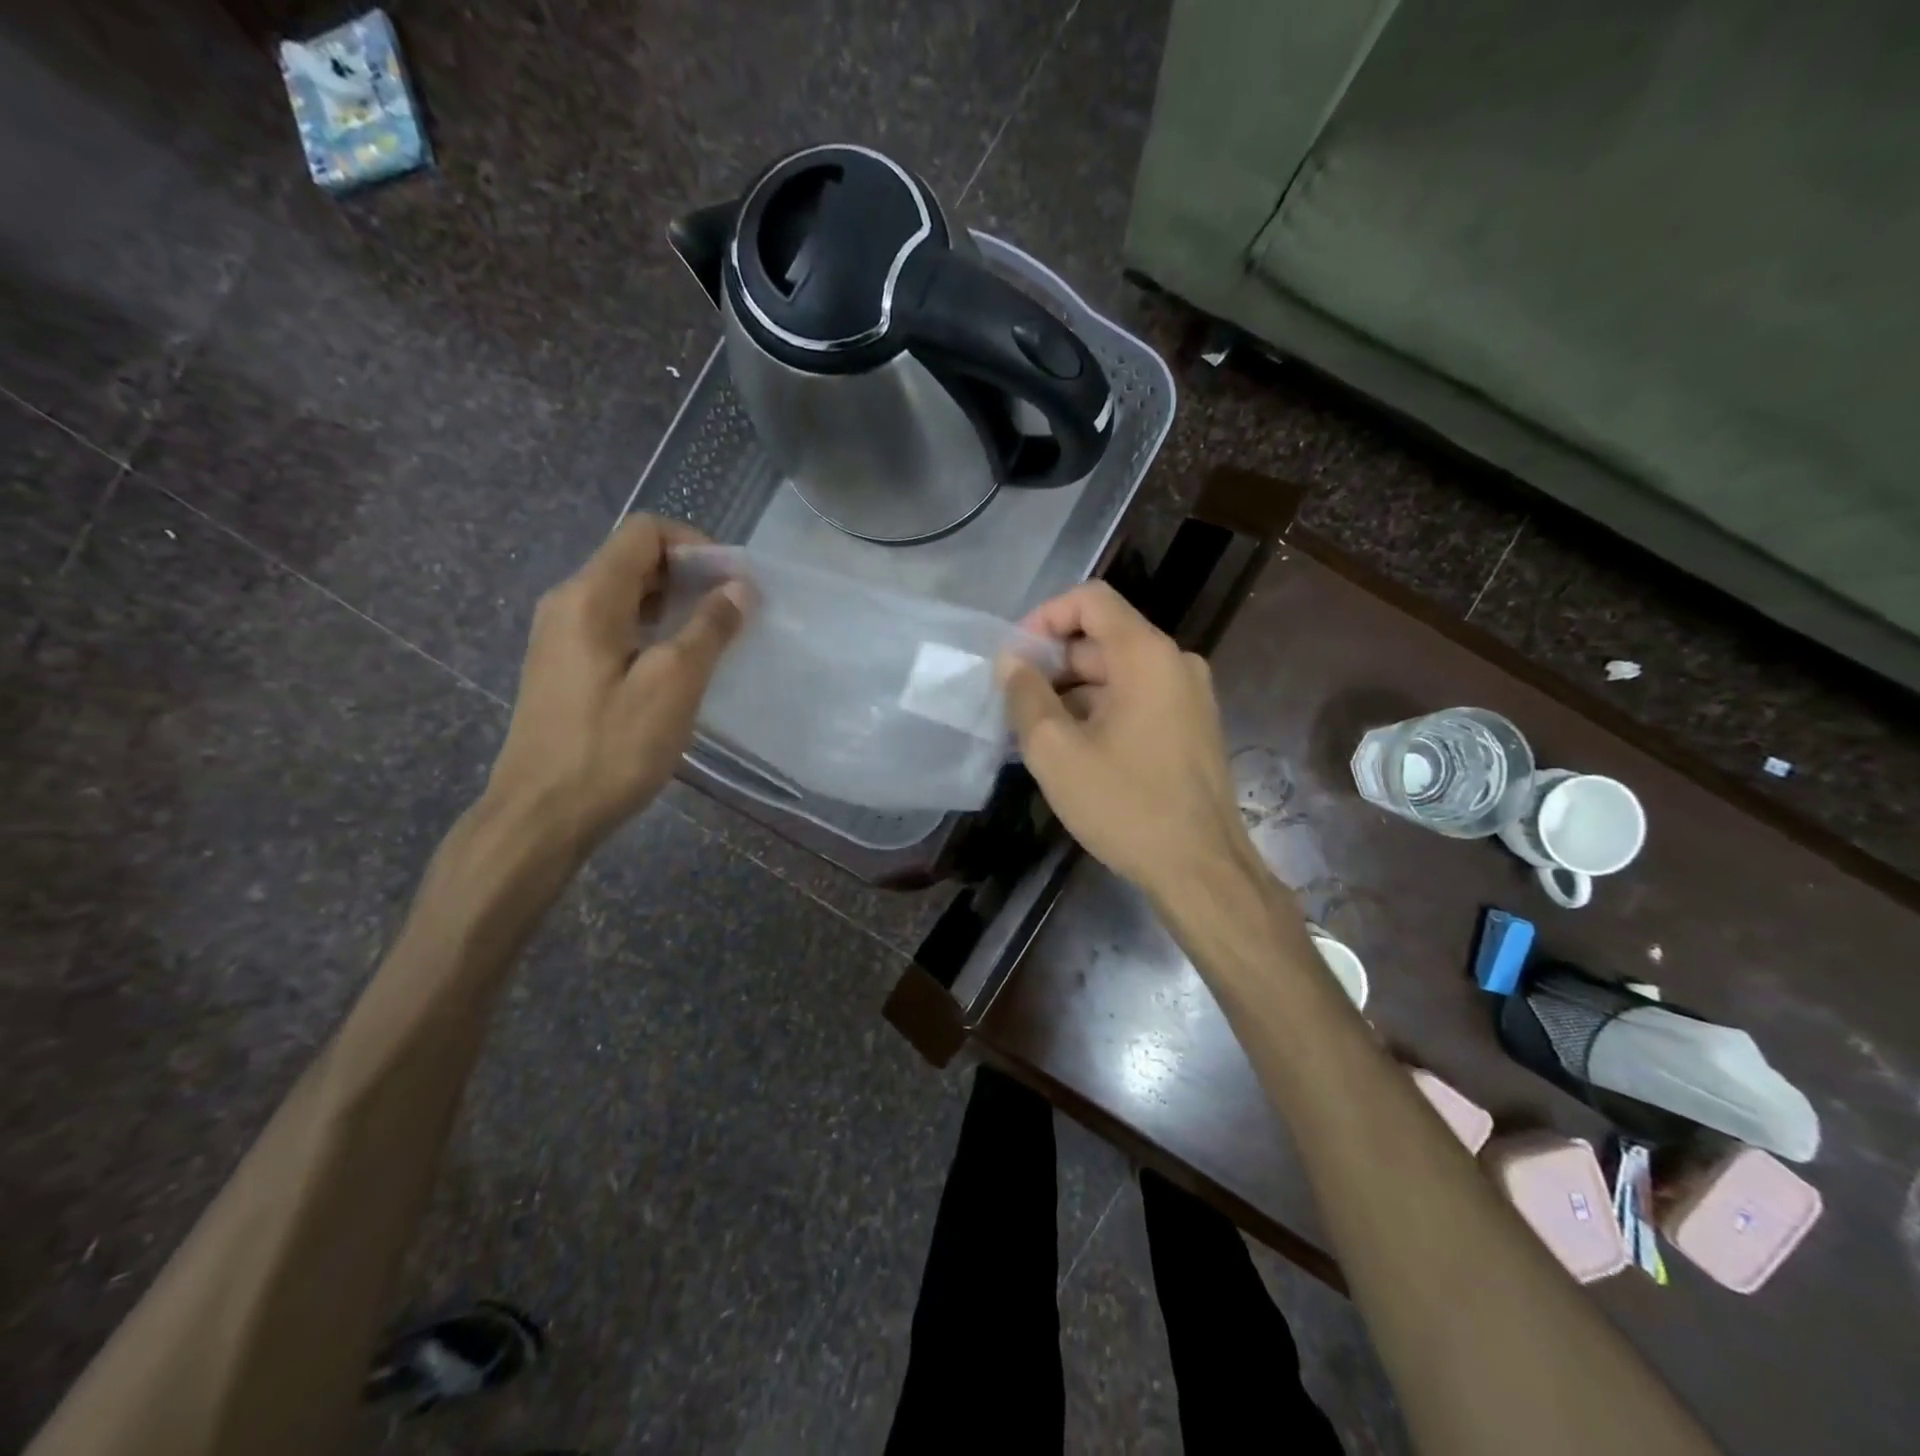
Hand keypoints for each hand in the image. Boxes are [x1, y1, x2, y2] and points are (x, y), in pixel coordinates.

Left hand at [486, 516, 747, 852]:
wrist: (542, 815)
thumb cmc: (611, 747)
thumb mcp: (673, 684)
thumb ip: (709, 628)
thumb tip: (739, 587)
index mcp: (590, 596)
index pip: (645, 532)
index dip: (696, 545)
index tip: (734, 584)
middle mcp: (568, 603)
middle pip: (635, 560)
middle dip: (691, 576)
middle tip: (734, 613)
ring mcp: (560, 636)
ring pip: (626, 595)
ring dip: (675, 605)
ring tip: (715, 640)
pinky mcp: (564, 668)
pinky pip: (615, 626)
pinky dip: (654, 631)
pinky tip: (678, 668)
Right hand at [1002, 581, 1257, 900]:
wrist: (1201, 869)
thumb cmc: (1125, 805)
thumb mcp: (1056, 751)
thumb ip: (1026, 696)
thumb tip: (1011, 662)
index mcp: (1147, 656)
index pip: (1091, 600)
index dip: (1045, 617)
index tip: (1015, 659)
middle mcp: (1175, 663)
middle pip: (1102, 639)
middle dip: (1053, 664)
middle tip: (1015, 705)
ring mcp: (1189, 696)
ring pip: (1118, 674)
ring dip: (1073, 693)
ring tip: (1036, 734)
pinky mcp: (1192, 727)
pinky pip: (1137, 700)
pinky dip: (1100, 712)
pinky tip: (1072, 751)